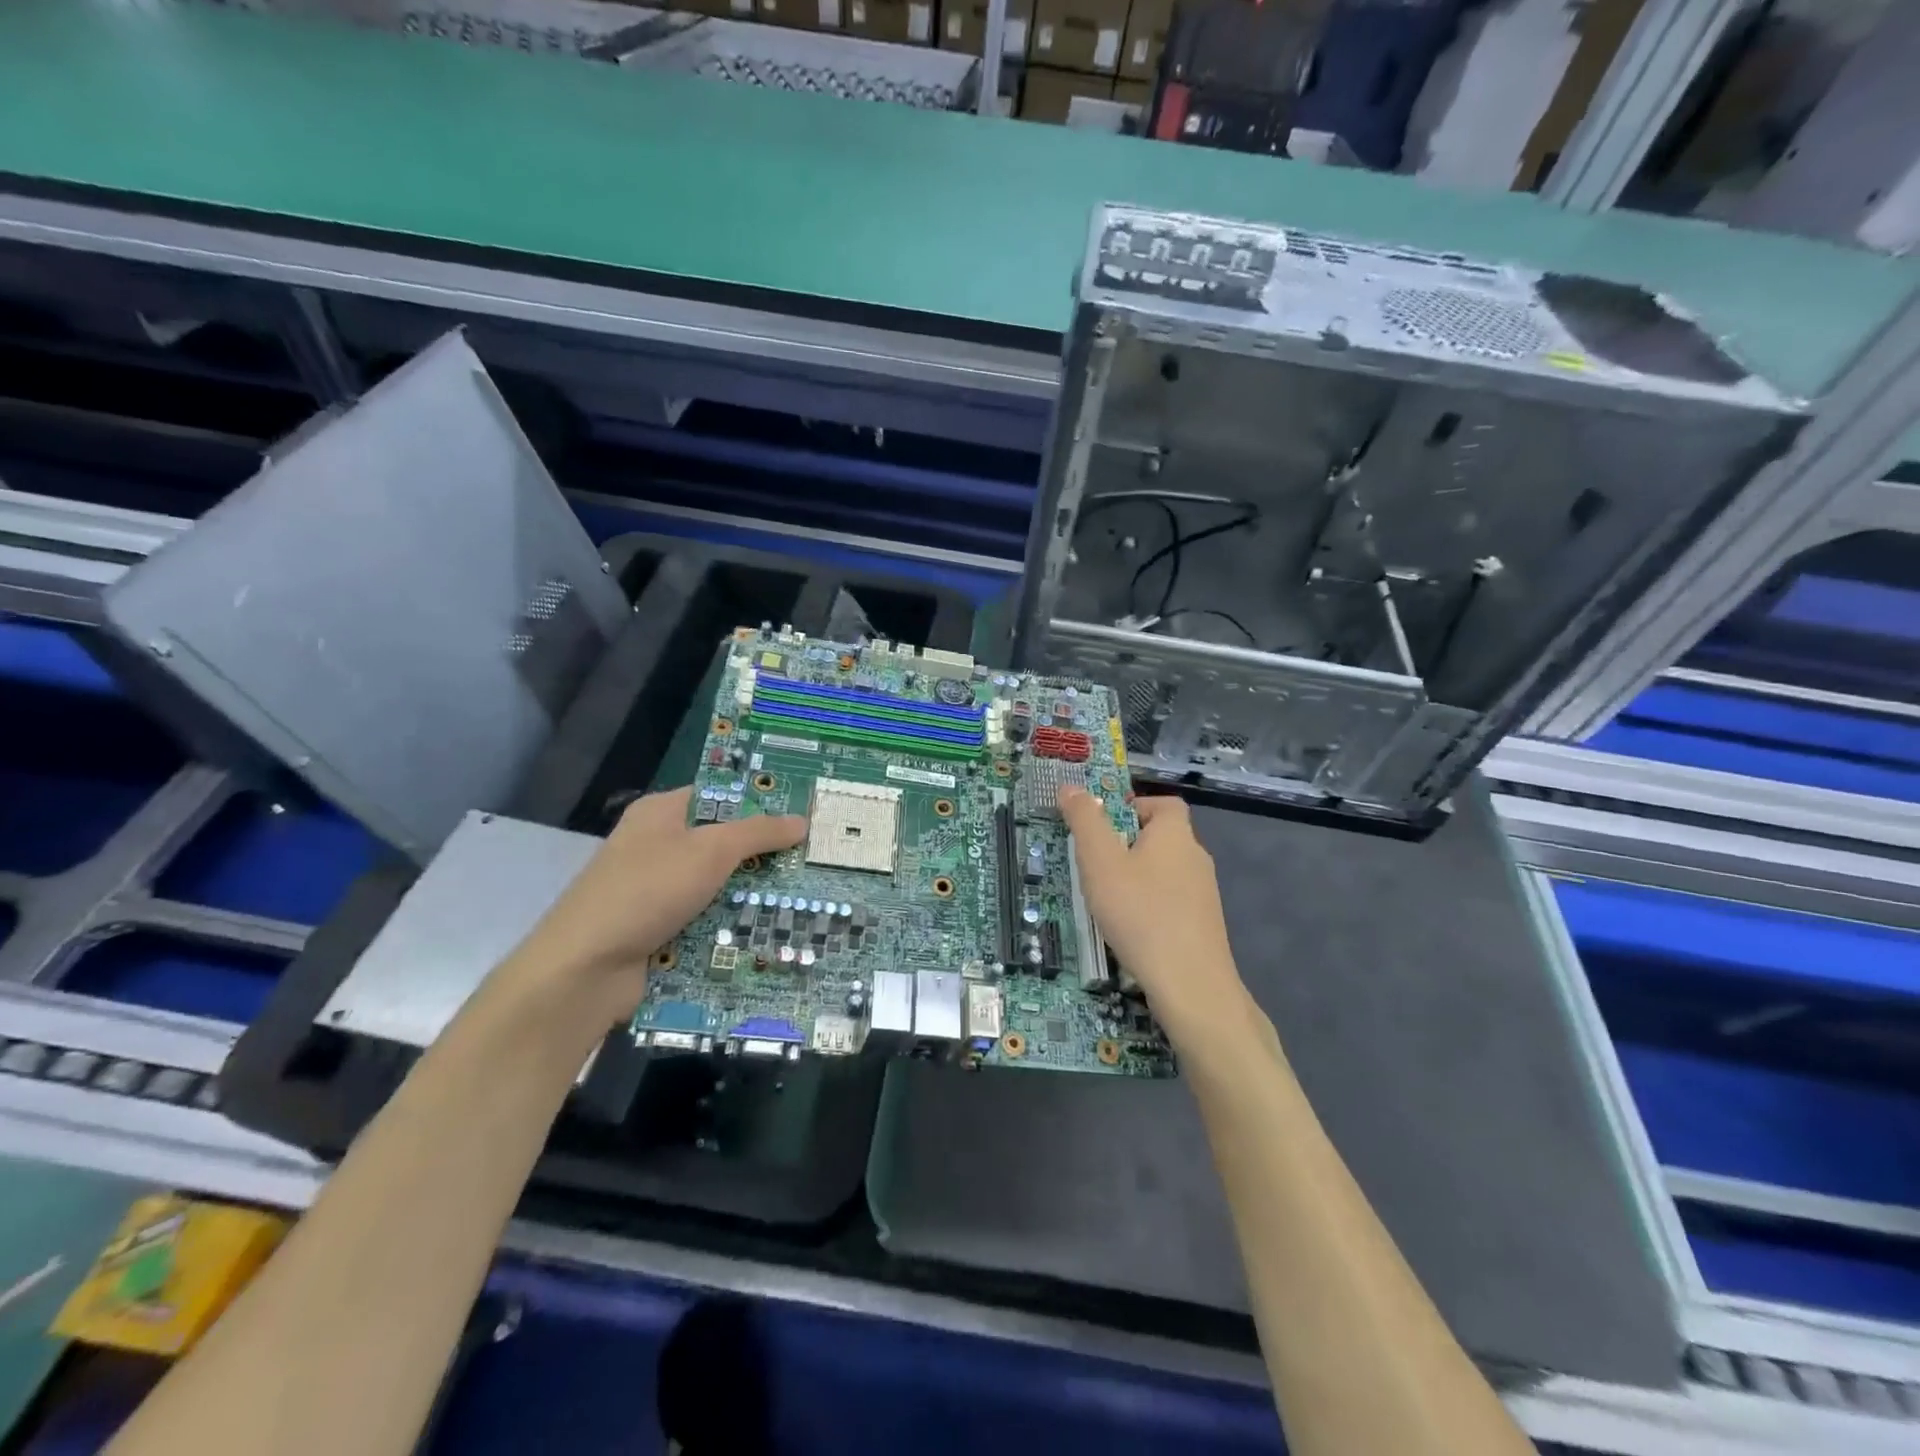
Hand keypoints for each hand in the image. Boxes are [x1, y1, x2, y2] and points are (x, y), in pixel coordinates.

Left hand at [497, 788, 805, 1028]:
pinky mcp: (660, 930)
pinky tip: (773, 932)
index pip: (720, 795)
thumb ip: (758, 833)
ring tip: (808, 898)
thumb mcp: (710, 850)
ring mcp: (658, 891)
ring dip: (753, 895)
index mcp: (661, 813)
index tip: (804, 813)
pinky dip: (733, 926)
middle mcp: (658, 846)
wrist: (584, 969)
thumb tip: (801, 821)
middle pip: (723, 843)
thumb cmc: (647, 891)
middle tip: (815, 859)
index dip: (761, 801)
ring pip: (719, 886)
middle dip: (765, 854)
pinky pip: (707, 920)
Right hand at [1058, 788, 1247, 1042]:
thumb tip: (1070, 786)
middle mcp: (1195, 857)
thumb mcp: (1100, 861)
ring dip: (1136, 879)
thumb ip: (1084, 820)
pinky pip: (1170, 902)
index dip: (1133, 807)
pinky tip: (1128, 930)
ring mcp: (1203, 894)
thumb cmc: (1140, 913)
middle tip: (1094, 865)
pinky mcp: (1202, 926)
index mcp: (1175, 834)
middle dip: (1126, 846)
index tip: (1103, 827)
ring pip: (1164, 872)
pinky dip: (1148, 907)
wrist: (1190, 985)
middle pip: (1160, 837)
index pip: (1163, 803)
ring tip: (1105, 900)